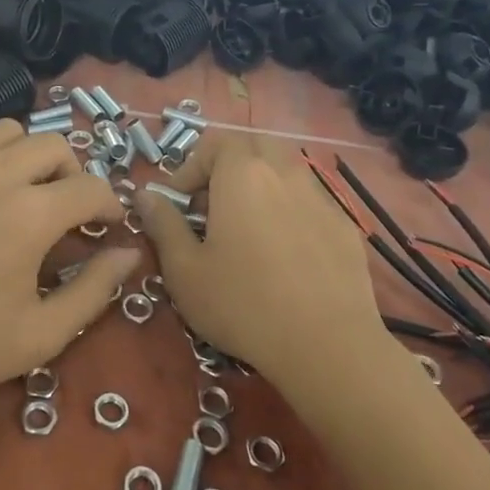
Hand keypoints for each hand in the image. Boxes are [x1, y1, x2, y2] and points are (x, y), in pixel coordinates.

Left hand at [0, 117, 140, 414]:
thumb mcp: (39, 336)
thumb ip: (95, 291)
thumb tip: (129, 253)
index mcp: (31, 215)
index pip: (91, 188)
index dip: (108, 205)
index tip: (104, 226)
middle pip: (54, 146)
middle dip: (72, 175)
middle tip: (64, 210)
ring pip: (7, 130)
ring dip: (26, 156)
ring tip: (18, 190)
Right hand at [137, 133, 380, 389]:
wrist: (328, 346)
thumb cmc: (243, 304)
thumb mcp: (185, 270)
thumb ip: (162, 224)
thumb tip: (145, 196)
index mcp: (242, 173)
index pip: (214, 143)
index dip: (191, 168)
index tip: (178, 204)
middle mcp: (284, 172)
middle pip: (253, 148)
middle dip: (228, 168)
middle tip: (212, 207)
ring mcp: (320, 197)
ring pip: (285, 172)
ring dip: (261, 187)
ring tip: (248, 230)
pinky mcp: (344, 225)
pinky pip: (309, 201)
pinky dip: (290, 211)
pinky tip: (286, 254)